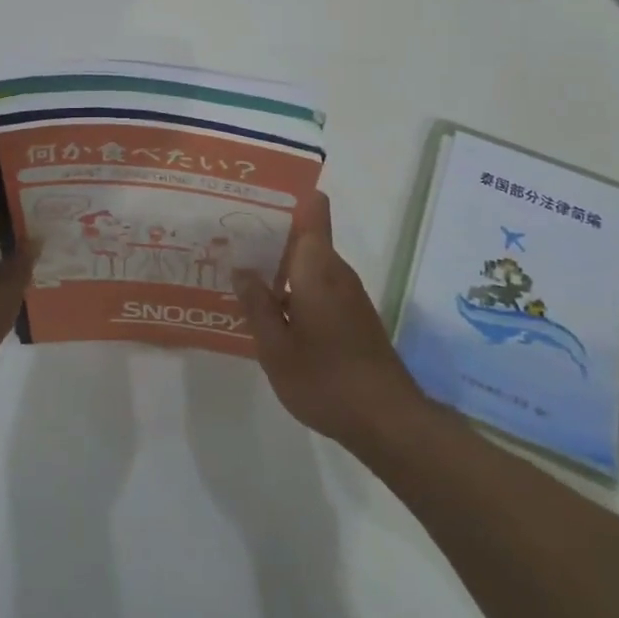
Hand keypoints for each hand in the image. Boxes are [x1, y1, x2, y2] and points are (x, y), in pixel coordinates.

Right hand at [232, 191, 423, 450]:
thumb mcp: (276, 347)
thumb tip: (241, 268)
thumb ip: (256, 304)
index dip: (289, 196)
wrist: (388, 421)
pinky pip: (318, 286)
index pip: (313, 210)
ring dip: (280, 265)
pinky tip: (271, 311)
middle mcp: (336, 270)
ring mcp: (348, 294)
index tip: (257, 196)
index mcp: (317, 266)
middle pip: (305, 236)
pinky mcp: (354, 316)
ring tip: (241, 272)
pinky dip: (295, 288)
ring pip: (310, 263)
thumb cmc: (325, 379)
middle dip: (271, 235)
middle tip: (230, 239)